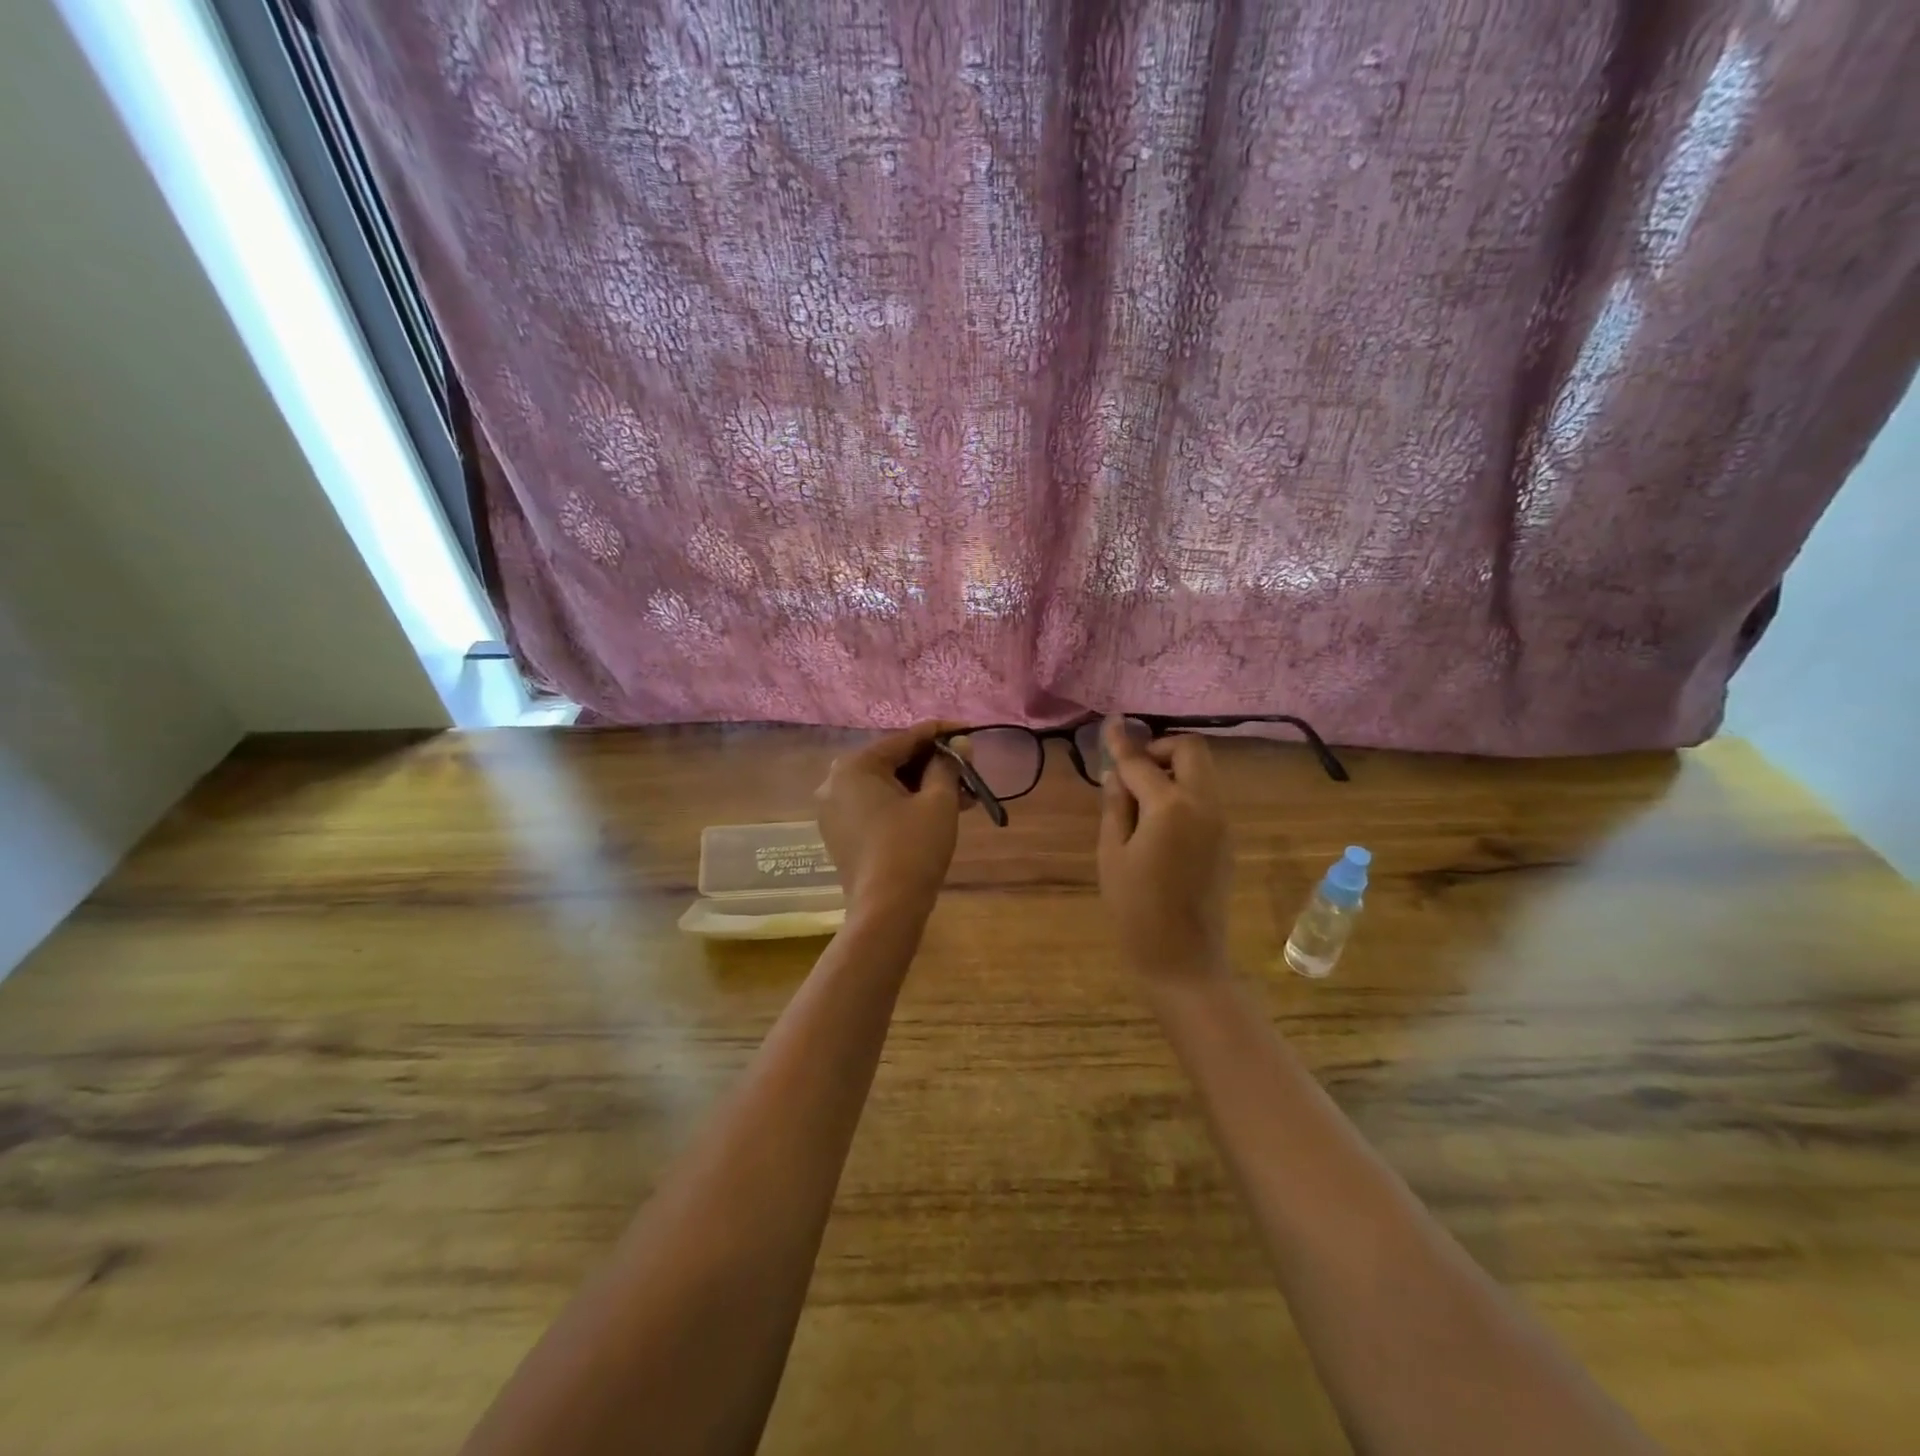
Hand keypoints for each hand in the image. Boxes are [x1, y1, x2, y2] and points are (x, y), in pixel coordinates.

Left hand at [815, 721, 966, 924]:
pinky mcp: (841, 834)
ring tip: (963, 794)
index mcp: (855, 766)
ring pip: (887, 786)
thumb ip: (948, 765)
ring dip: (924, 787)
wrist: (886, 910)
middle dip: (934, 764)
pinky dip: (905, 805)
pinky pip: (877, 806)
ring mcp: (834, 810)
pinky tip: (938, 811)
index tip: (970, 730)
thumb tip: (960, 743)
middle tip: (969, 767)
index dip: (942, 733)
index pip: (905, 739)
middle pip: (894, 761)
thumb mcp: (938, 802)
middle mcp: (835, 782)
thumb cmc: (913, 848)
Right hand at [1097, 717, 1231, 980]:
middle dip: (1160, 749)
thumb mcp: (1112, 855)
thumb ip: (1115, 806)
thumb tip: (1117, 774)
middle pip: (1190, 750)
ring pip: (1202, 772)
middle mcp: (1204, 805)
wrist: (1184, 959)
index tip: (1110, 723)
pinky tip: (1158, 821)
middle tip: (1132, 771)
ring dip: (1173, 770)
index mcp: (1170, 807)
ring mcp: (1222, 822)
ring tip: (1140, 798)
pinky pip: (1205, 797)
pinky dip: (1183, 792)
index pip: (1141, 762)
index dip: (1121, 743)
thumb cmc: (1136, 910)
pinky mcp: (1227, 839)